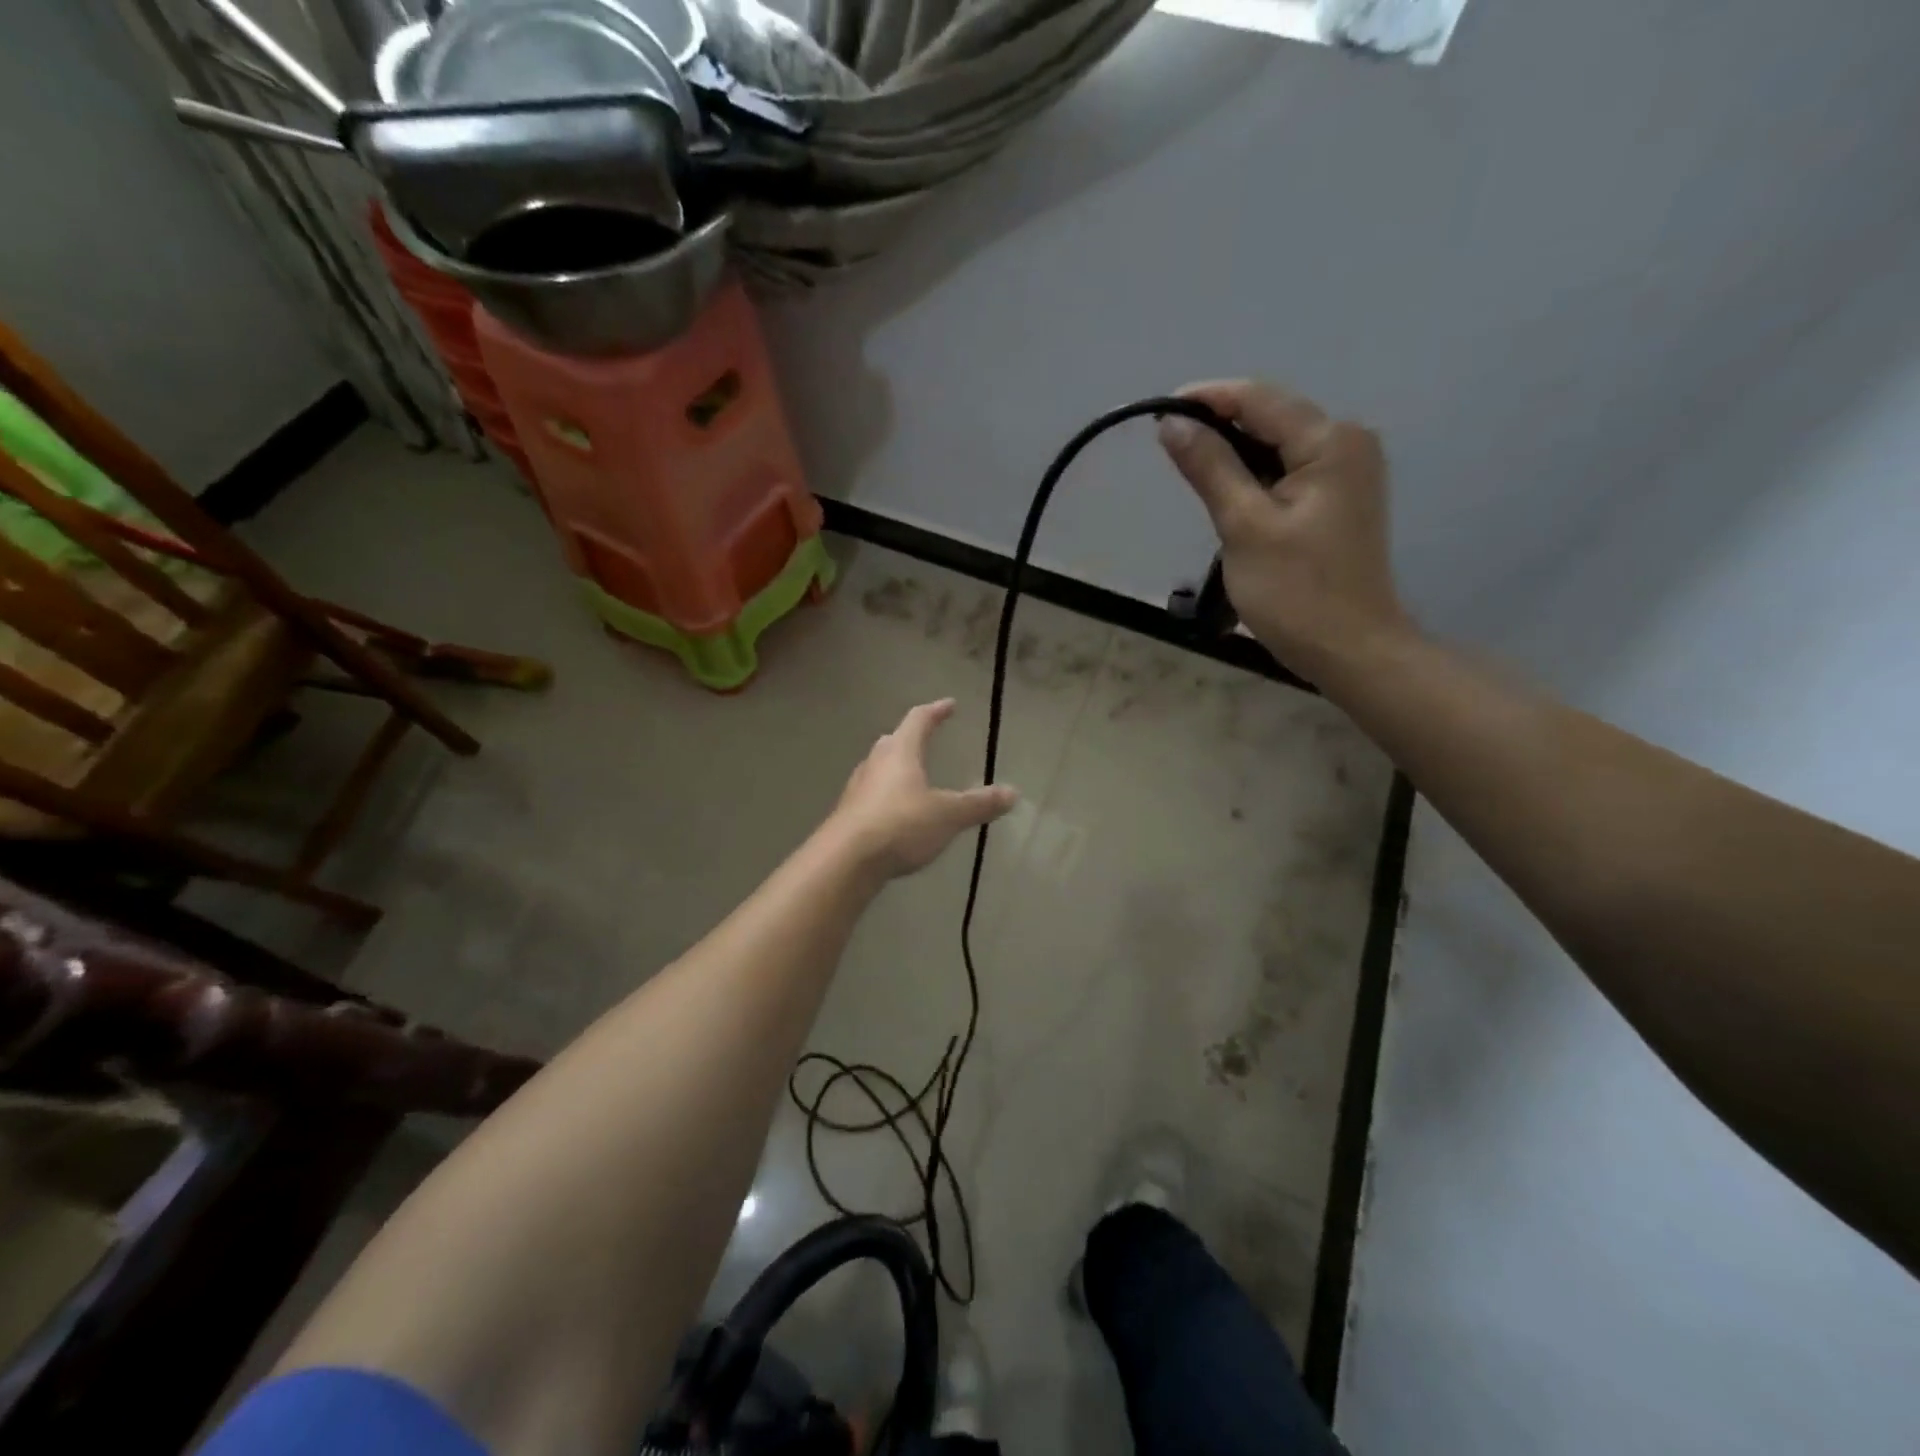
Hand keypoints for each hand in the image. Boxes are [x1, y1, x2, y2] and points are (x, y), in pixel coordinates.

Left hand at [829, 700, 1018, 878]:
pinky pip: (871, 795)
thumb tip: (1013, 792)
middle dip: (910, 738)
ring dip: (895, 767)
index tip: (949, 704)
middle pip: (893, 741)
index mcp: (900, 753)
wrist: (846, 860)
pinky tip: (896, 812)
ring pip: (878, 768)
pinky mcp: (848, 814)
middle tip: (925, 738)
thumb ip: (979, 804)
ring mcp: (857, 789)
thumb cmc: (901, 825)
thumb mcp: (948, 815)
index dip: (936, 711)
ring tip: (912, 776)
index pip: (918, 720)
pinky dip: (886, 796)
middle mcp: (875, 763)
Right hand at [1159, 381, 1413, 683]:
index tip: (1156, 414)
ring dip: (1233, 454)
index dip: (1205, 399)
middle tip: (1167, 448)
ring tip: (1189, 470)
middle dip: (1218, 427)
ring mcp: (1348, 471)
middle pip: (1271, 417)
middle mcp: (1347, 443)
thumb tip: (1172, 423)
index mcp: (1330, 441)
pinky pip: (1288, 471)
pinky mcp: (1339, 499)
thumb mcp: (1243, 526)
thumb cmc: (1295, 591)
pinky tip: (1226, 494)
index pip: (1258, 399)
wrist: (1350, 649)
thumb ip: (1210, 467)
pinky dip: (1254, 477)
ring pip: (1277, 445)